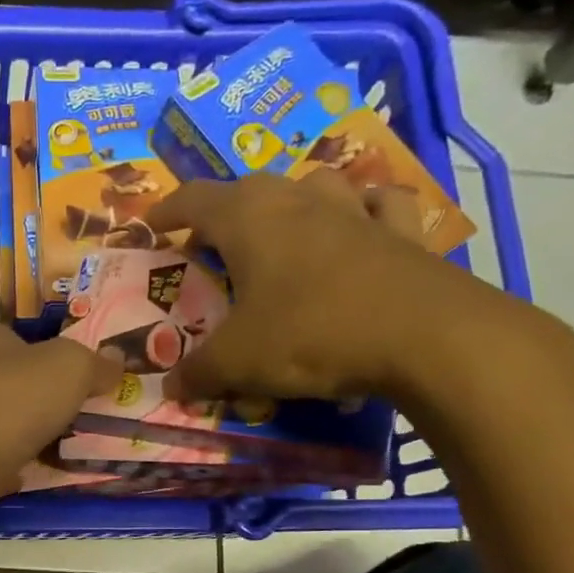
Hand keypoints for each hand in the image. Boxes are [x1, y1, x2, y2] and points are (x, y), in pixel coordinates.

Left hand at [0, 324, 120, 534]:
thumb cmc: (8, 402)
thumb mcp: (68, 368)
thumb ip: (95, 364)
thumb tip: (118, 360)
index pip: (31, 342)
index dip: (64, 358)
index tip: (99, 380)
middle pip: (25, 387)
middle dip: (58, 403)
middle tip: (102, 418)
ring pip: (17, 429)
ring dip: (45, 439)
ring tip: (90, 450)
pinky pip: (8, 465)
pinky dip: (28, 471)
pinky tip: (57, 477)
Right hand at [144, 169, 521, 406]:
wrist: (423, 336)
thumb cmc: (310, 334)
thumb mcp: (238, 362)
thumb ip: (199, 372)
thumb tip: (172, 387)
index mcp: (248, 219)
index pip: (193, 199)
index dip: (167, 211)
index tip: (150, 224)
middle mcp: (299, 199)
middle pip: (250, 189)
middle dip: (224, 214)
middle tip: (212, 247)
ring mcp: (355, 209)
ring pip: (314, 185)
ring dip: (292, 203)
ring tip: (283, 232)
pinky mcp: (402, 230)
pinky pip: (378, 205)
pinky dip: (363, 211)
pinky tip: (359, 227)